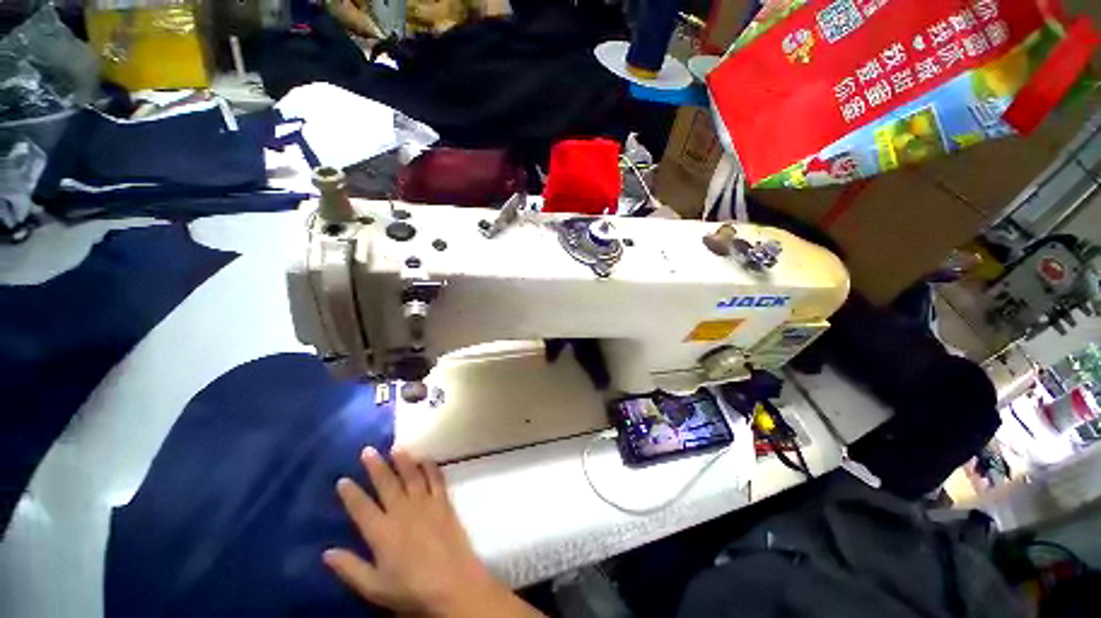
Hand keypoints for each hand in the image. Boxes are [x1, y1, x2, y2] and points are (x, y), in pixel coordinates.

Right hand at [323, 447, 542, 616]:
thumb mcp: (374, 587)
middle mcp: (402, 511)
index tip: (343, 479)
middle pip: (386, 484)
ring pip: (412, 476)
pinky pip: (436, 479)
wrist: (452, 582)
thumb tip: (326, 553)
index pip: (361, 508)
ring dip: (403, 460)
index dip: (350, 494)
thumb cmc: (411, 589)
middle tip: (367, 450)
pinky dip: (430, 467)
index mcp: (382, 532)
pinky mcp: (444, 502)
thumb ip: (350, 568)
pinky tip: (426, 459)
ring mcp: (425, 503)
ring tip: (395, 447)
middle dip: (376, 467)